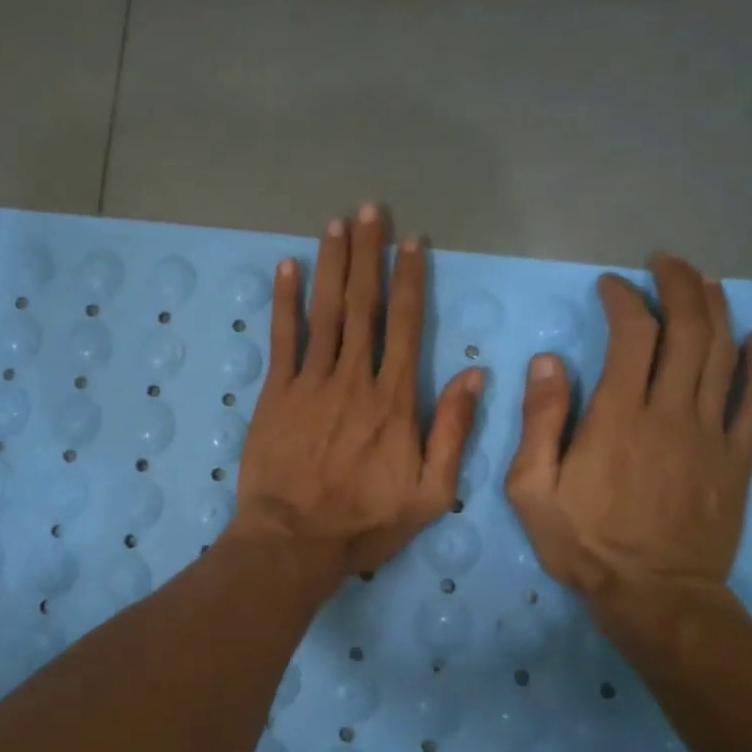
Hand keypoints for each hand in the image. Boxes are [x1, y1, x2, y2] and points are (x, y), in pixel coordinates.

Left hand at [231, 205, 485, 581]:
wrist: (295, 540)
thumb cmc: (365, 522)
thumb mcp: (430, 492)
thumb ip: (453, 431)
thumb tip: (475, 375)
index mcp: (394, 400)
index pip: (405, 325)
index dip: (410, 280)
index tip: (413, 243)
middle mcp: (354, 378)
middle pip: (364, 305)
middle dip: (369, 254)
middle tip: (371, 210)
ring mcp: (311, 382)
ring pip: (326, 312)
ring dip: (332, 264)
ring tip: (337, 223)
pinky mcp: (276, 394)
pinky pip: (283, 338)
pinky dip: (285, 301)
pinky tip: (288, 266)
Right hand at [505, 252, 751, 632]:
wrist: (655, 595)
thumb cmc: (585, 542)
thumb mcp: (533, 489)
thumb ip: (540, 422)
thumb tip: (548, 362)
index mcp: (619, 416)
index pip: (633, 335)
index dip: (624, 299)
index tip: (609, 285)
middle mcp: (672, 412)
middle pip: (688, 330)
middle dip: (679, 286)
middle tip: (665, 263)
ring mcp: (712, 434)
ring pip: (725, 354)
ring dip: (716, 309)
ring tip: (704, 280)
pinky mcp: (736, 458)